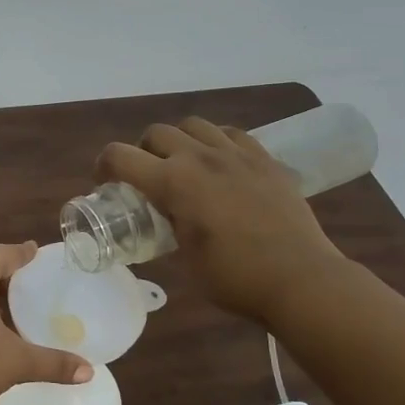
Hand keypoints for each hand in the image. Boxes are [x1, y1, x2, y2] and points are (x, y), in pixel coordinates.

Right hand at [96, 117, 347, 317]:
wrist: (301, 279)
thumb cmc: (235, 278)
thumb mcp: (185, 258)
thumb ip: (168, 227)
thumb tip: (165, 218)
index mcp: (173, 182)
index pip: (120, 156)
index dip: (104, 167)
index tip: (105, 183)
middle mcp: (200, 157)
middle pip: (156, 133)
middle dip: (142, 151)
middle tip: (147, 176)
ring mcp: (236, 154)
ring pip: (194, 125)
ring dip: (179, 140)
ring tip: (185, 164)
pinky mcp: (265, 159)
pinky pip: (231, 134)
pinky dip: (216, 142)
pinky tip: (221, 163)